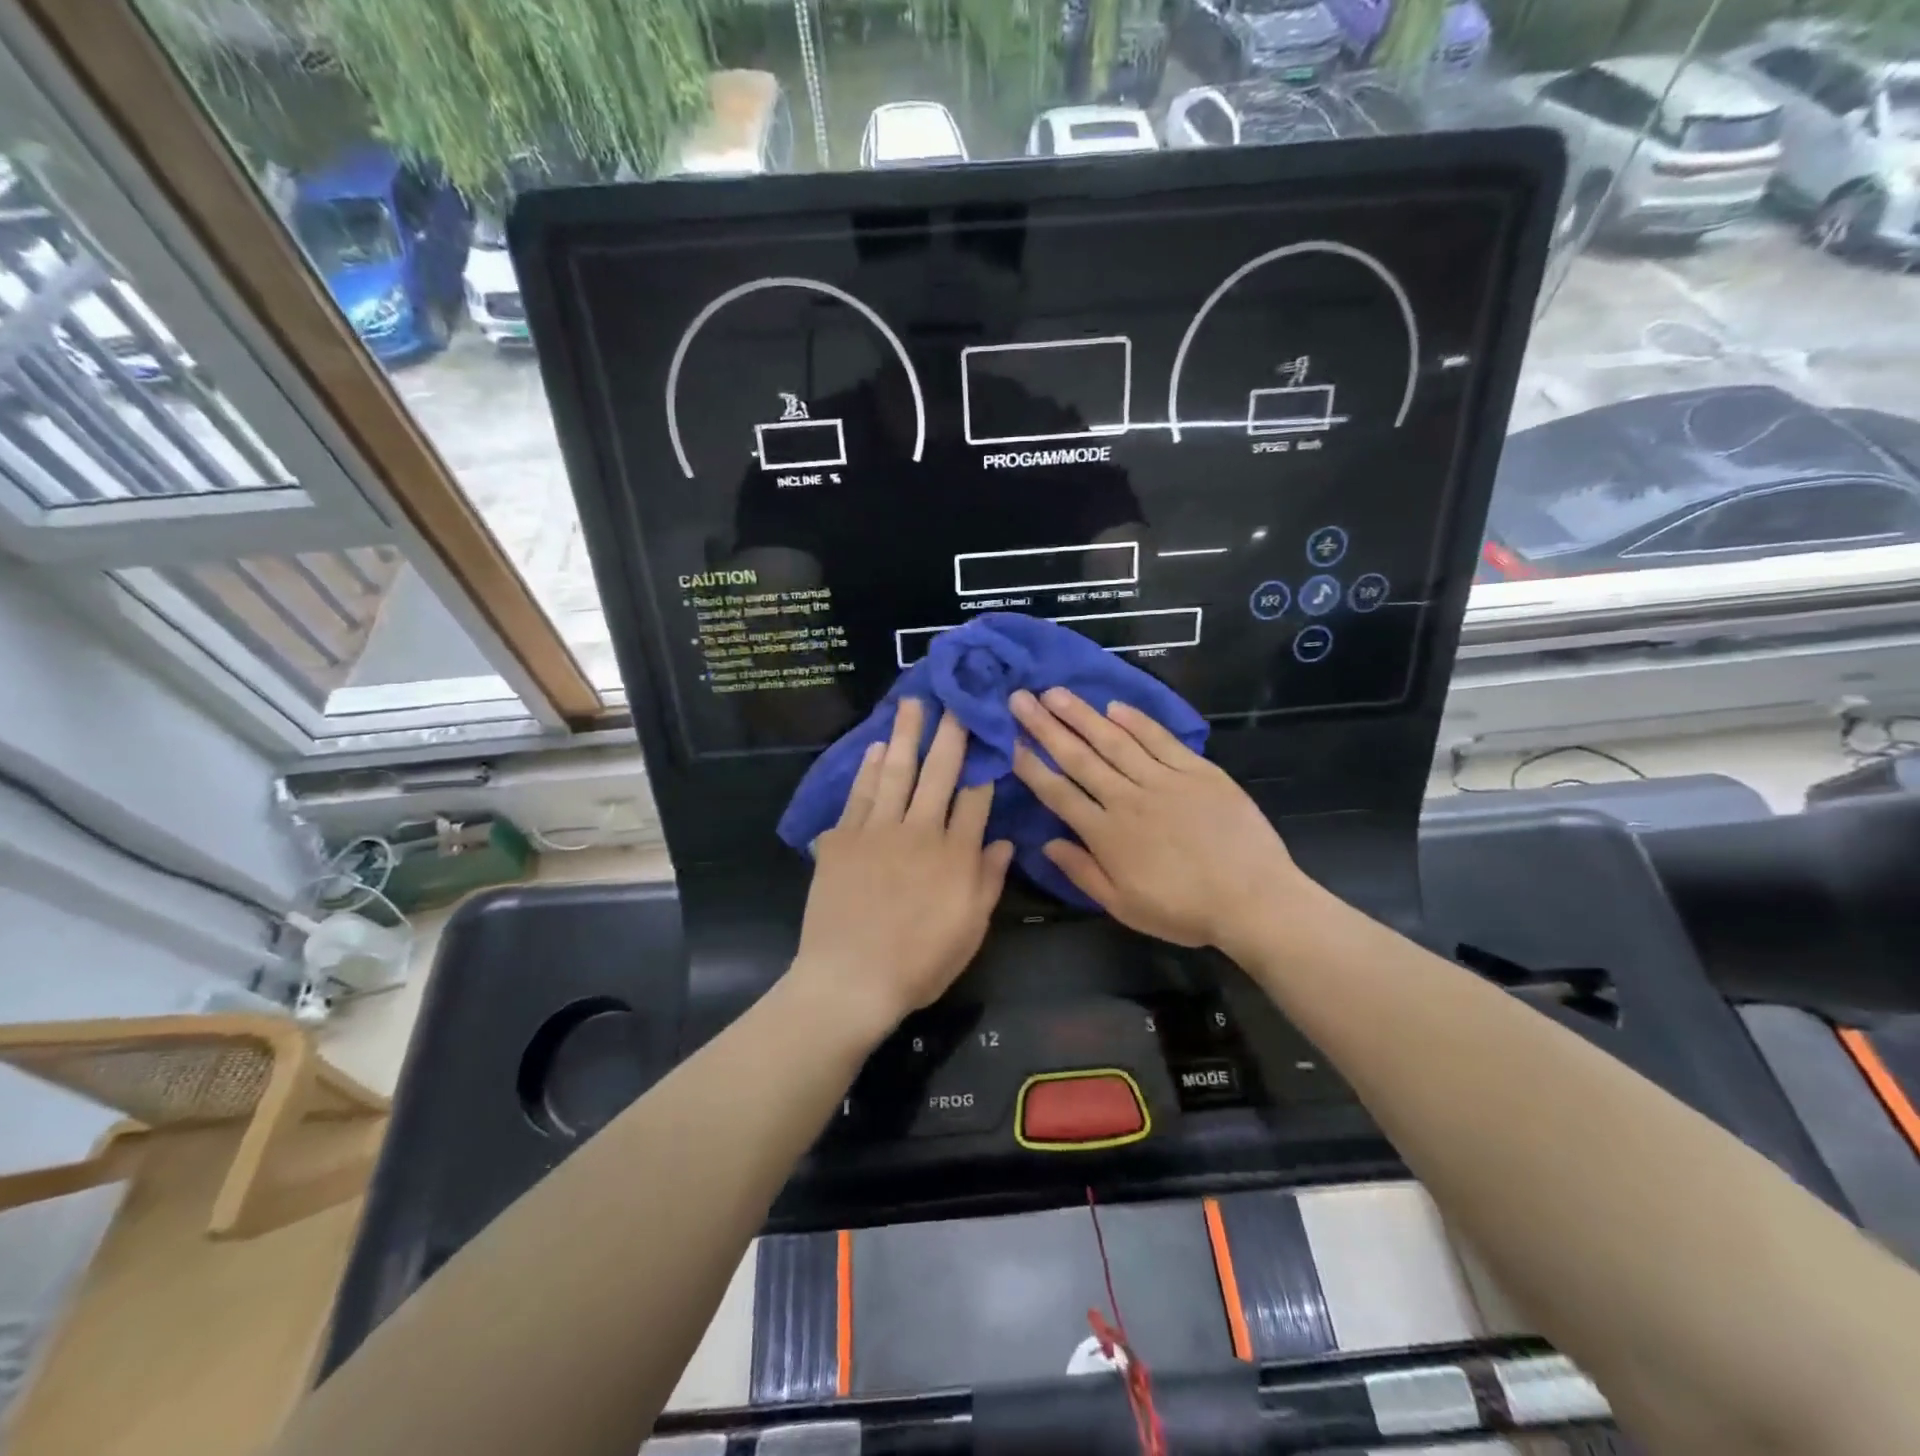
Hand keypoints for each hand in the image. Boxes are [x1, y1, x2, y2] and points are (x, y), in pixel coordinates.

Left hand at [792, 698, 1013, 1034]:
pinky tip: (876, 748)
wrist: (850, 980)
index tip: (988, 735)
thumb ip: (988, 881)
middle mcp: (919, 831)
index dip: (983, 765)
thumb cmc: (919, 963)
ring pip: (896, 772)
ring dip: (906, 735)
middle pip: (938, 772)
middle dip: (949, 733)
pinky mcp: (841, 839)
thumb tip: (1005, 841)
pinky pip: (859, 795)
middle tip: (954, 699)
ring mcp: (877, 831)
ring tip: (912, 704)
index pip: (975, 798)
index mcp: (955, 855)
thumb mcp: (970, 930)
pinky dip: (868, 769)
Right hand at [1010, 687, 1306, 951]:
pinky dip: (1137, 721)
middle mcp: (1128, 799)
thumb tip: (1046, 844)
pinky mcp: (1198, 771)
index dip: (1031, 765)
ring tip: (1055, 692)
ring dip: (1082, 715)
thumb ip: (1083, 873)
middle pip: (1079, 757)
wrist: (1253, 900)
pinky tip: (1115, 706)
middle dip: (1045, 726)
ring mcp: (1164, 780)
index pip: (1058, 792)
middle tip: (1020, 698)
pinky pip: (1161, 740)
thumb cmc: (1185, 910)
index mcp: (1106, 834)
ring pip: (1114, 740)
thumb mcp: (1124, 907)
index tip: (1009, 740)